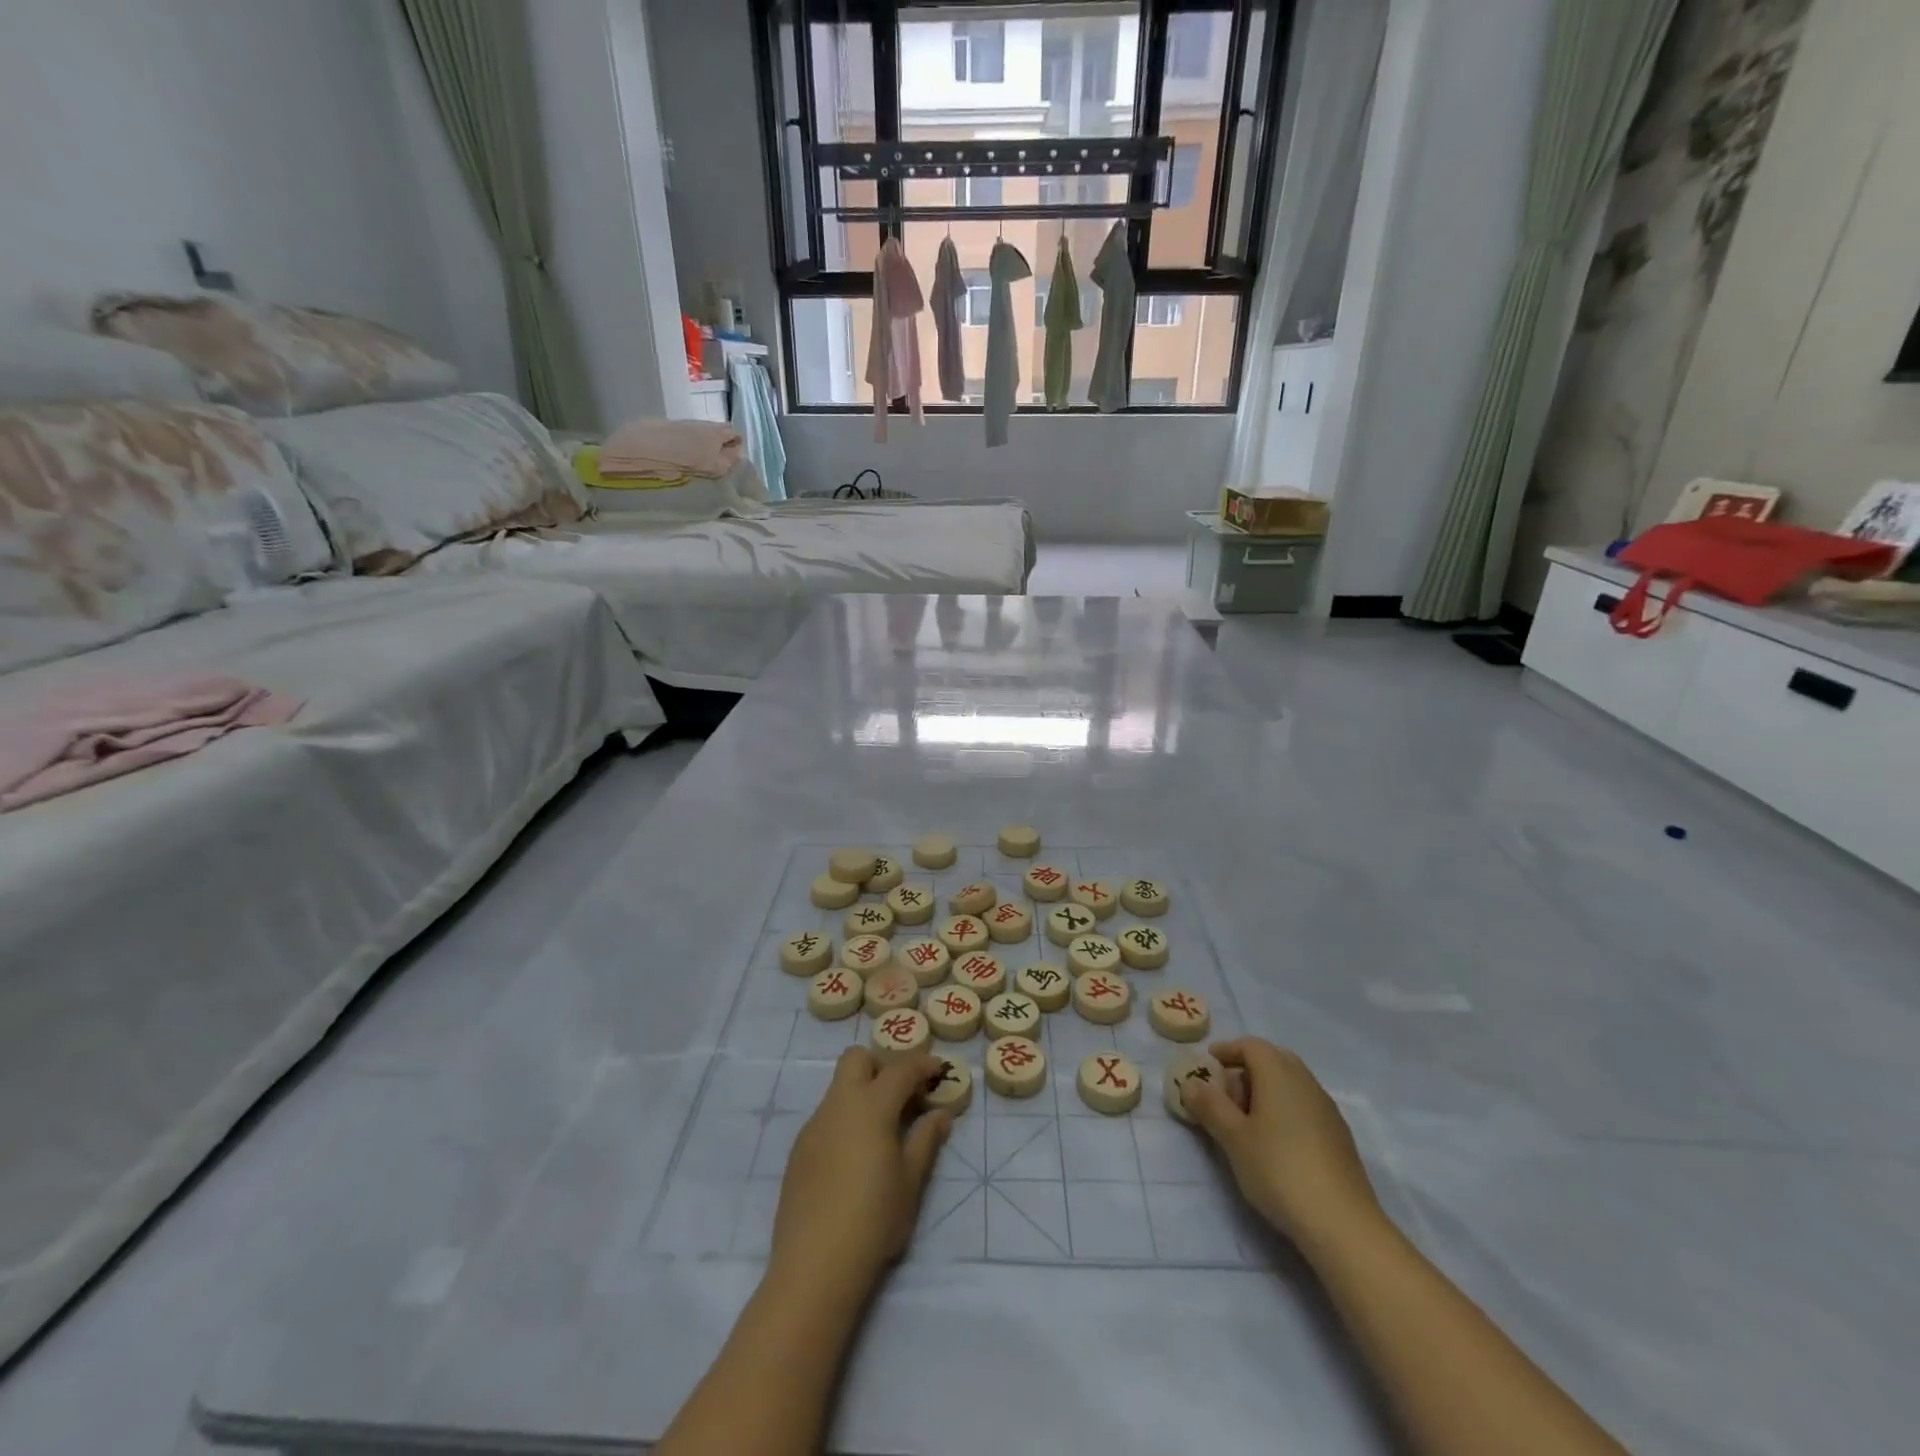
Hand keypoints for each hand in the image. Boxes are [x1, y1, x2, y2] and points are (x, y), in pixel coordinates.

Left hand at [770, 1048, 949, 1300]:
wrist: (814, 1266)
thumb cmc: (874, 1219)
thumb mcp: (911, 1181)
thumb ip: (926, 1140)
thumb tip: (940, 1113)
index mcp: (870, 1106)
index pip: (900, 1069)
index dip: (922, 1065)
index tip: (938, 1072)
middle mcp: (838, 1105)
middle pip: (857, 1059)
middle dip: (882, 1065)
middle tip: (903, 1095)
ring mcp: (814, 1126)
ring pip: (839, 1088)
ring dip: (863, 1093)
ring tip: (883, 1131)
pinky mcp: (799, 1151)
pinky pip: (827, 1117)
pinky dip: (846, 1120)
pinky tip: (855, 1158)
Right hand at [1182, 1038, 1381, 1255]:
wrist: (1343, 1224)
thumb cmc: (1279, 1170)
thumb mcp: (1233, 1138)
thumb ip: (1209, 1106)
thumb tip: (1190, 1083)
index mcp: (1279, 1073)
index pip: (1250, 1045)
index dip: (1226, 1050)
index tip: (1208, 1066)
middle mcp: (1305, 1082)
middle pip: (1273, 1059)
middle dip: (1246, 1069)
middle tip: (1225, 1092)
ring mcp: (1327, 1109)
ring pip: (1291, 1083)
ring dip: (1266, 1089)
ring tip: (1246, 1120)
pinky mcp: (1339, 1136)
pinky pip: (1304, 1105)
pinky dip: (1284, 1109)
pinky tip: (1275, 1142)